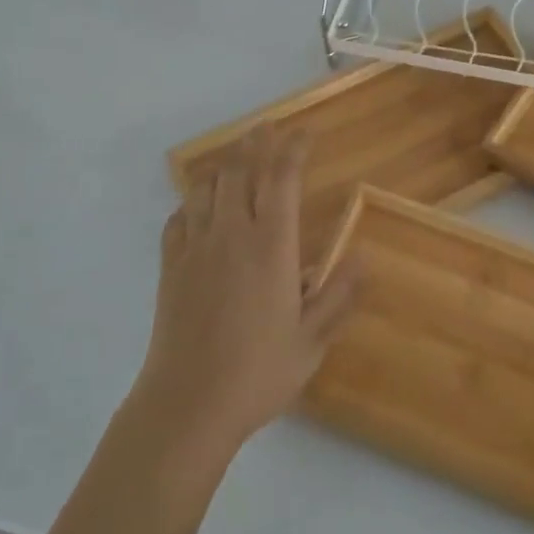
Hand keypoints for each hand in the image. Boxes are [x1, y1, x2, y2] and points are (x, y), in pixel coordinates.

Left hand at [135, 126, 362, 454]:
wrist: (188, 405)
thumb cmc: (258, 373)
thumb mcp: (312, 340)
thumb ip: (339, 295)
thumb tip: (364, 255)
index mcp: (271, 246)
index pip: (282, 178)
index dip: (294, 149)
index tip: (305, 133)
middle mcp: (231, 234)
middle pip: (239, 170)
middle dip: (254, 142)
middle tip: (266, 128)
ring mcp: (195, 248)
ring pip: (205, 188)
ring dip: (222, 167)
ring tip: (234, 161)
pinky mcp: (170, 267)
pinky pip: (178, 219)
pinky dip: (191, 203)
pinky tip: (198, 209)